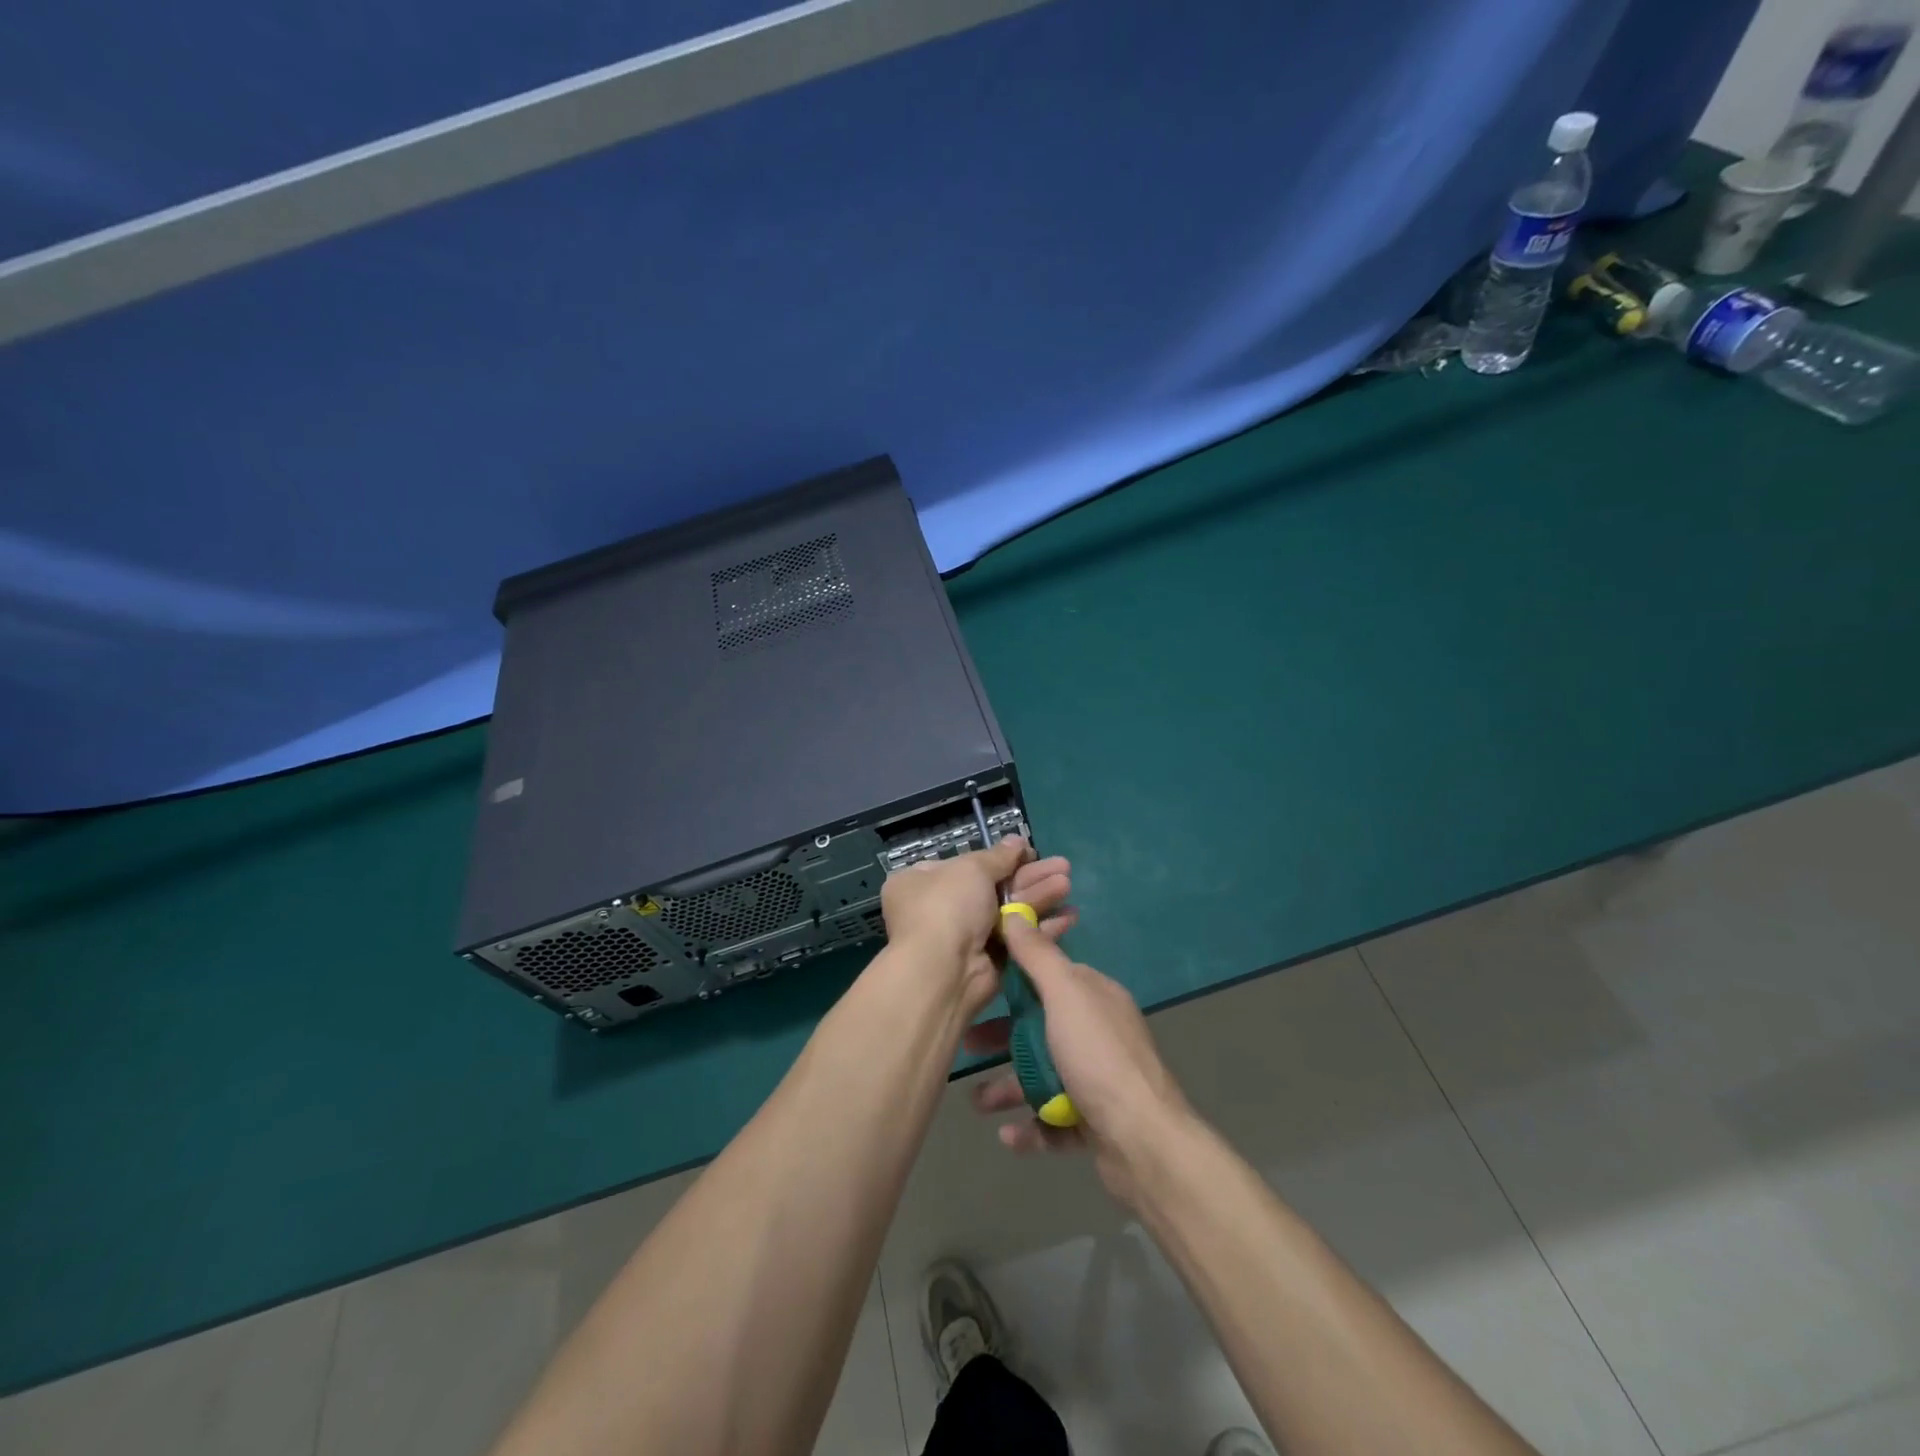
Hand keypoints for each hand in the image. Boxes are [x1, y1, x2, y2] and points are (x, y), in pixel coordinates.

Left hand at [878, 836, 1075, 1018]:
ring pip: (1008, 910)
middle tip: (1062, 866)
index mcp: (922, 880)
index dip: (999, 857)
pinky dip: (1040, 926)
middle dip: (1029, 876)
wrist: (944, 971)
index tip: (1029, 852)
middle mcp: (940, 906)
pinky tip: (1069, 915)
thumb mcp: (972, 869)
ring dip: (1039, 896)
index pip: (965, 864)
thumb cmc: (948, 907)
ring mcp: (964, 935)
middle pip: (993, 885)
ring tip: (1067, 884)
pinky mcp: (987, 959)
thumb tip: (1017, 841)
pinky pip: (1015, 936)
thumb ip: (998, 856)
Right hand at [965, 914, 1191, 1199]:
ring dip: (1009, 1087)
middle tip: (968, 1044)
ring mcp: (1099, 1080)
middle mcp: (1099, 1034)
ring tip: (978, 1103)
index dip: (1014, 977)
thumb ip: (1038, 955)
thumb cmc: (1098, 1057)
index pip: (1050, 975)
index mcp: (1095, 997)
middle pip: (1041, 1028)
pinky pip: (1053, 1120)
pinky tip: (1007, 1134)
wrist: (1143, 1141)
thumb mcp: (1065, 995)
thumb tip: (1015, 913)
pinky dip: (1029, 1126)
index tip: (979, 982)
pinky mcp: (1096, 1123)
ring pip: (1044, 1076)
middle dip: (1002, 1038)